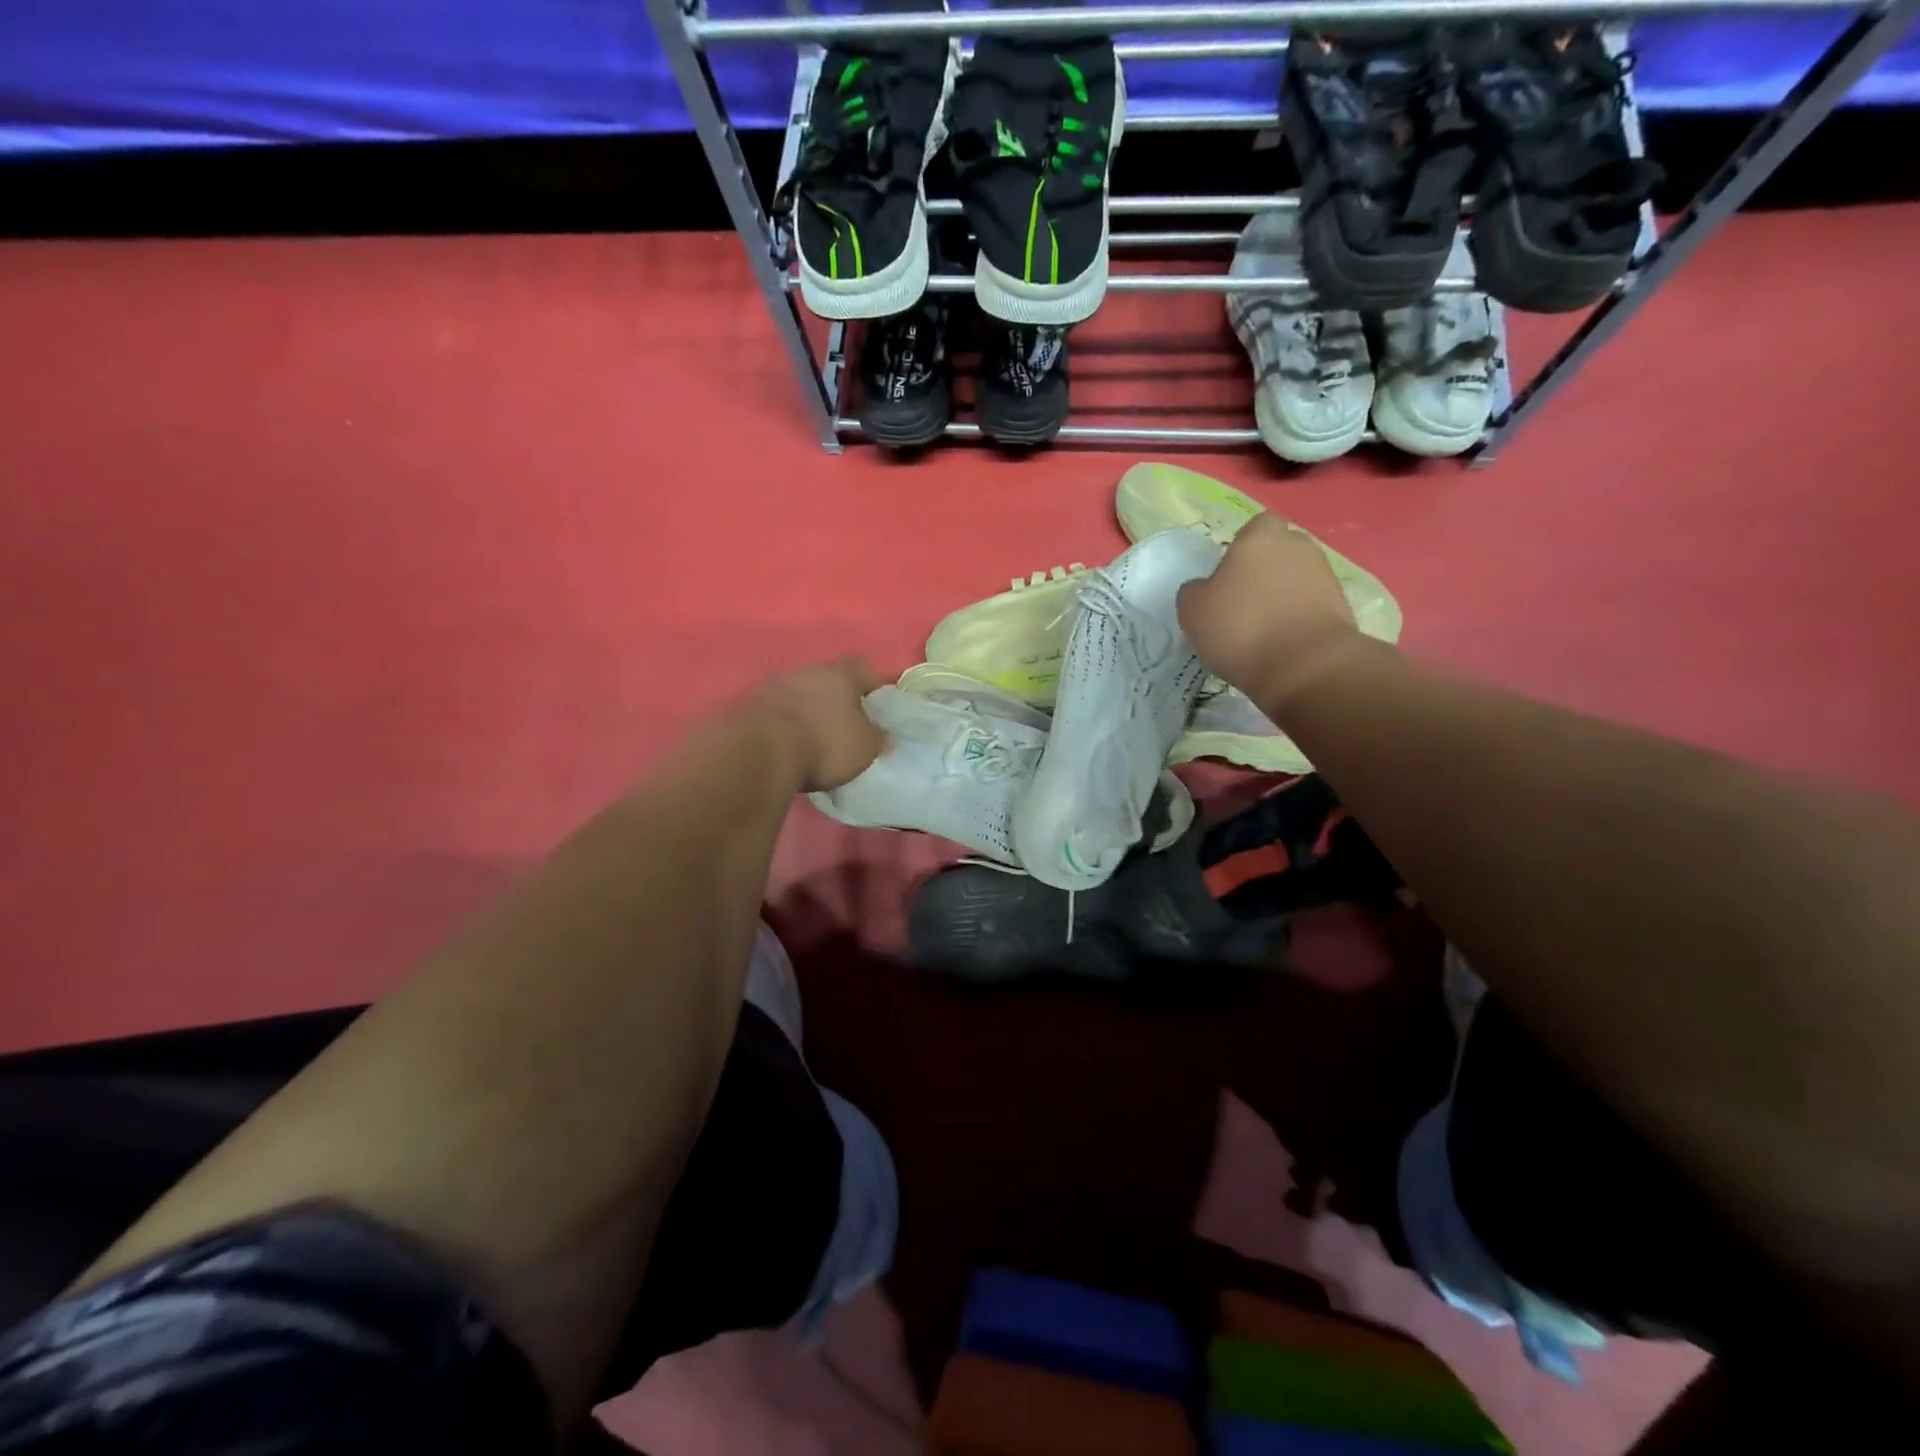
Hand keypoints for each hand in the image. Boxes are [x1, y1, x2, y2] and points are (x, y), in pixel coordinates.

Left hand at [751, 656, 888, 793]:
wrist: (761, 752)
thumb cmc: (825, 744)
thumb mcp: (864, 748)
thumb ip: (877, 738)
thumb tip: (883, 735)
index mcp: (840, 675)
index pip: (863, 668)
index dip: (872, 684)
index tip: (877, 703)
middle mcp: (807, 671)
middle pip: (828, 678)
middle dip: (837, 697)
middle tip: (845, 722)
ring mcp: (775, 685)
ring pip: (800, 692)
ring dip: (808, 708)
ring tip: (814, 736)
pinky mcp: (751, 705)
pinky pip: (777, 710)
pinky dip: (786, 722)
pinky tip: (789, 742)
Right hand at [1177, 513, 1359, 708]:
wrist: (1304, 666)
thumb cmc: (1240, 628)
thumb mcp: (1192, 611)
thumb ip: (1195, 591)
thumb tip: (1205, 589)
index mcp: (1259, 538)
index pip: (1255, 526)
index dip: (1243, 547)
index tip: (1229, 574)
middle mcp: (1297, 547)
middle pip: (1280, 549)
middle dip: (1266, 568)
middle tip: (1244, 600)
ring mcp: (1325, 575)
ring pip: (1298, 577)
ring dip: (1284, 594)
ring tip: (1264, 627)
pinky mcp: (1342, 606)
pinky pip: (1312, 604)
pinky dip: (1299, 617)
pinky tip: (1283, 642)